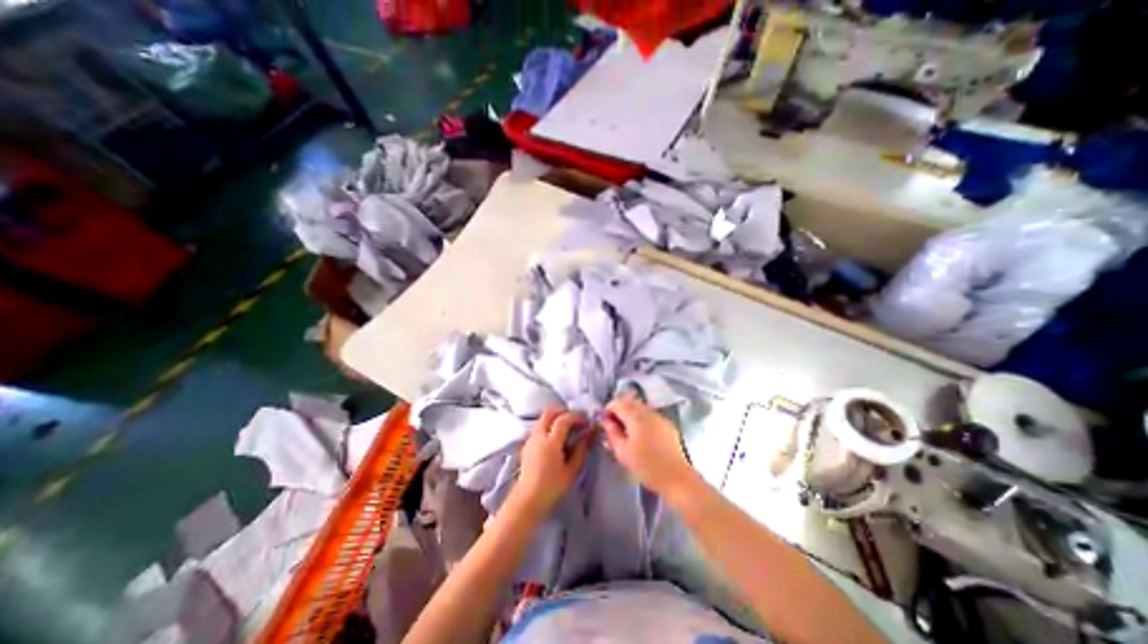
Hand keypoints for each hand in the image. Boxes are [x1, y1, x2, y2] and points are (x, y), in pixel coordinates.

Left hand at [516, 410, 596, 515]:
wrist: (528, 499)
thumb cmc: (552, 487)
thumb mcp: (571, 470)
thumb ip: (581, 450)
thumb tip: (589, 434)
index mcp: (551, 442)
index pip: (563, 419)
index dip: (576, 417)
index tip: (586, 421)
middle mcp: (539, 436)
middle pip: (549, 413)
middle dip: (563, 411)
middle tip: (576, 419)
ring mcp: (531, 439)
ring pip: (543, 418)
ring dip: (555, 417)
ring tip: (567, 427)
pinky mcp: (526, 444)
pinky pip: (539, 426)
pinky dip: (548, 424)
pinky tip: (556, 436)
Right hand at [603, 398, 693, 496]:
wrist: (677, 478)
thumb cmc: (646, 467)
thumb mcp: (622, 452)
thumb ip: (612, 433)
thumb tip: (606, 421)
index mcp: (636, 417)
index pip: (618, 403)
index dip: (608, 410)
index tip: (605, 423)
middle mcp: (649, 412)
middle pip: (630, 402)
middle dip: (619, 410)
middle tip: (614, 427)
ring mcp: (660, 417)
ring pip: (640, 408)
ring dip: (631, 414)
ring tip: (627, 432)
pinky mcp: (668, 425)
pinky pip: (650, 415)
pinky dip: (642, 419)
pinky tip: (641, 435)